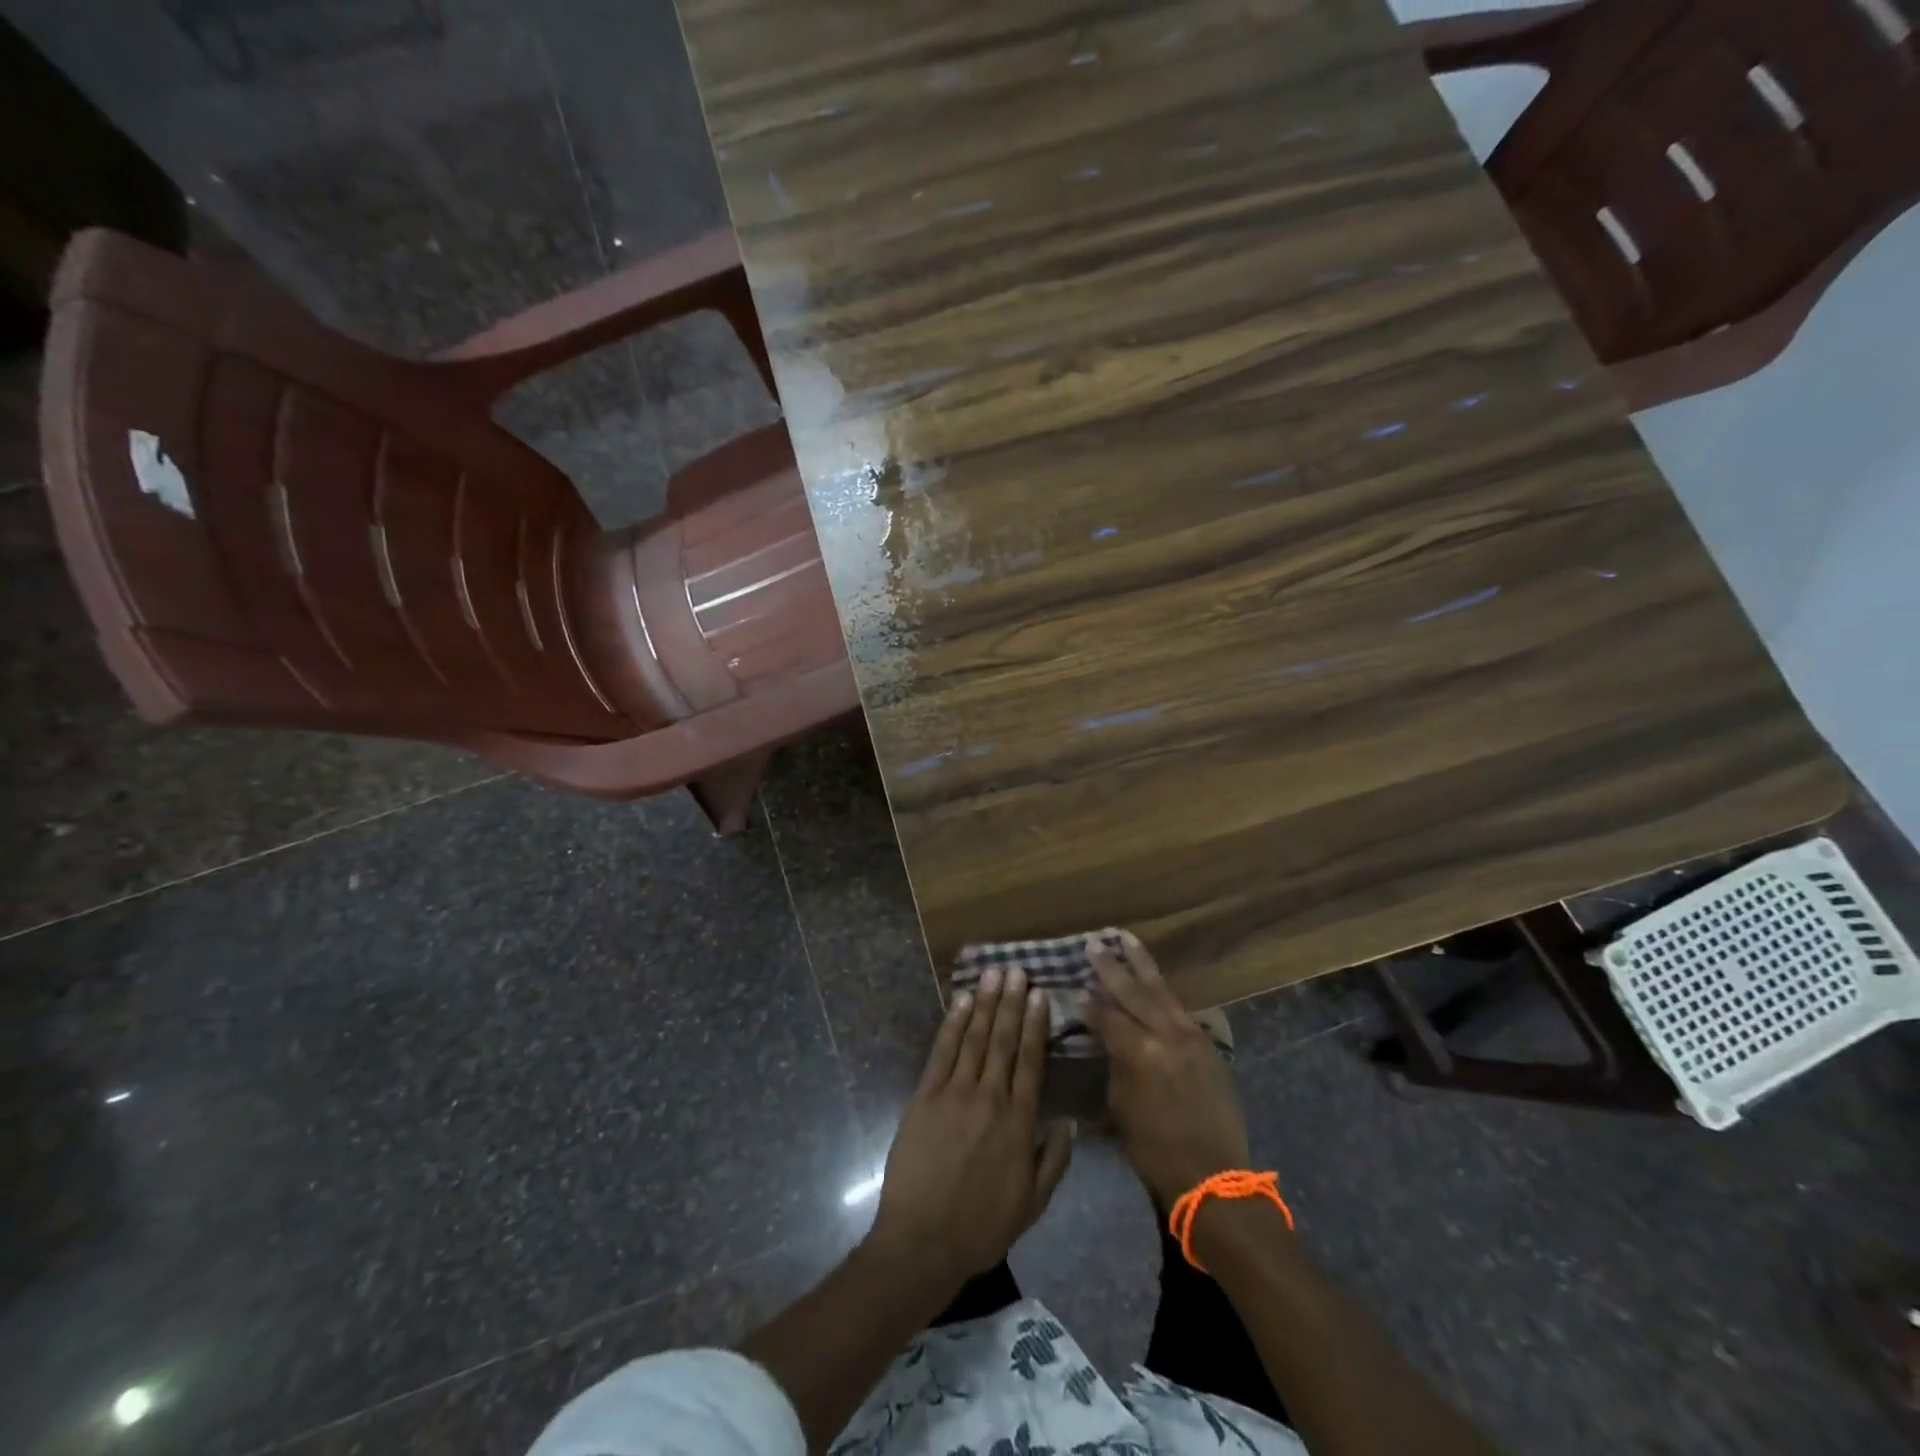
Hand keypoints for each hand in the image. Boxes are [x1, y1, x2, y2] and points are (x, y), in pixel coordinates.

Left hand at [868, 968, 1073, 1284]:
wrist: (923, 1241)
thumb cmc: (981, 1227)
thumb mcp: (1031, 1204)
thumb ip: (1054, 1161)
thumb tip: (1070, 1123)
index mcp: (1019, 1123)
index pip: (1031, 1062)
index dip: (1035, 1025)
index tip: (1040, 994)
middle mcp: (990, 1098)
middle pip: (1003, 1041)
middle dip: (1011, 1003)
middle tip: (1017, 970)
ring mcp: (955, 1093)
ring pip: (975, 1038)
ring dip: (985, 1004)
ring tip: (993, 974)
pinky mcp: (925, 1096)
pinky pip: (942, 1052)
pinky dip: (952, 1024)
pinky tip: (960, 1002)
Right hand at [1087, 932, 1250, 1205]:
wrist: (1214, 1174)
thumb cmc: (1156, 1149)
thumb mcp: (1120, 1107)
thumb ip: (1113, 1064)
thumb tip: (1104, 1039)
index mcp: (1139, 1053)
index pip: (1106, 1016)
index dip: (1087, 1002)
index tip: (1072, 986)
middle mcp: (1165, 1035)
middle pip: (1133, 992)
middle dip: (1111, 967)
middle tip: (1093, 944)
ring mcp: (1190, 1036)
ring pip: (1161, 990)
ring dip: (1141, 964)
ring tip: (1126, 938)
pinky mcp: (1205, 1043)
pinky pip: (1178, 1007)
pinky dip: (1162, 990)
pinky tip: (1152, 979)